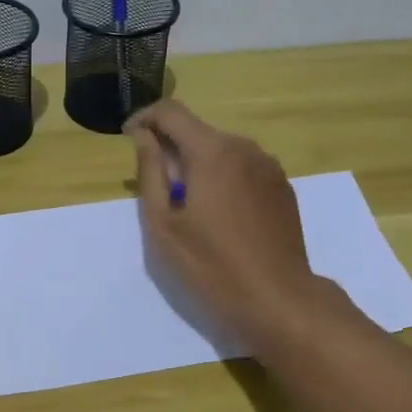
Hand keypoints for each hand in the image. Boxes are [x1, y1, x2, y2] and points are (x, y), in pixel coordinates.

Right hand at [125, 101, 347, 349]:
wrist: (279, 299)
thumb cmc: (211, 265)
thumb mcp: (164, 224)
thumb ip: (150, 172)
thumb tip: (143, 137)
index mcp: (212, 151)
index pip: (171, 112)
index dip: (144, 118)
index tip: (129, 139)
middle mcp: (244, 148)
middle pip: (197, 131)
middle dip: (171, 148)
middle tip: (156, 188)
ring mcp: (269, 167)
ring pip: (221, 150)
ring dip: (198, 164)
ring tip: (187, 207)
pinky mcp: (283, 188)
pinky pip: (243, 168)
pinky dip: (223, 178)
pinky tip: (219, 216)